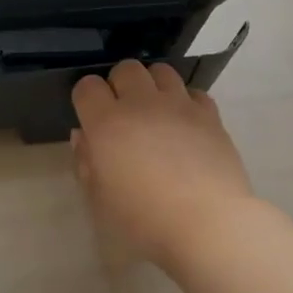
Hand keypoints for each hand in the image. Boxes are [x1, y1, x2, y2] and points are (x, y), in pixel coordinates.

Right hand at [70, 61, 254, 272]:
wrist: (208, 224)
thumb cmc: (145, 220)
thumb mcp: (100, 200)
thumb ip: (86, 163)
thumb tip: (82, 137)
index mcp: (107, 123)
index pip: (87, 87)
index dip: (86, 98)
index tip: (90, 117)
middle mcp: (141, 103)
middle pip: (125, 69)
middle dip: (120, 84)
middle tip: (123, 113)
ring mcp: (178, 105)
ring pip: (161, 71)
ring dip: (153, 85)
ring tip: (155, 111)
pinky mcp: (209, 114)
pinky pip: (194, 92)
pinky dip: (186, 102)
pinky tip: (186, 123)